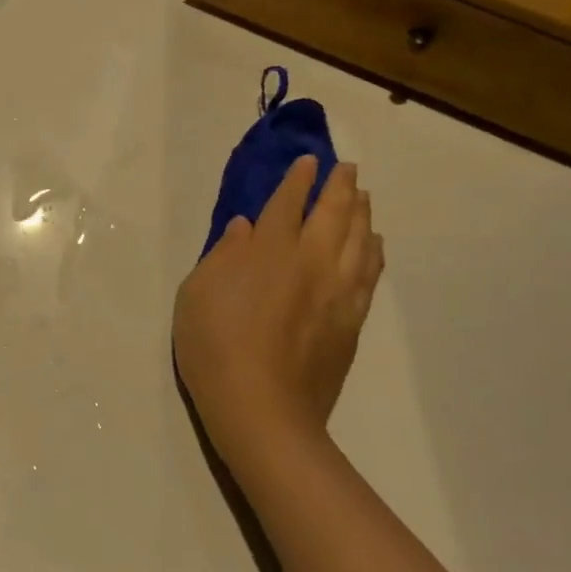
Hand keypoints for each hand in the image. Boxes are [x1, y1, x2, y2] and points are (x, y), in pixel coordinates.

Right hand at [173, 157, 382, 487]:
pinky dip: (374, 250)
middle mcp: (311, 261)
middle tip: (345, 169)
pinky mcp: (352, 320)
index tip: (308, 162)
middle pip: (333, 213)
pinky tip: (374, 242)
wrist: (261, 409)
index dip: (297, 180)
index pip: (288, 203)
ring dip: (362, 212)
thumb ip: (222, 256)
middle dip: (339, 186)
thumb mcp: (196, 296)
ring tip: (363, 196)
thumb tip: (245, 228)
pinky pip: (370, 273)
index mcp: (268, 251)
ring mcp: (338, 291)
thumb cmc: (214, 348)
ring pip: (360, 238)